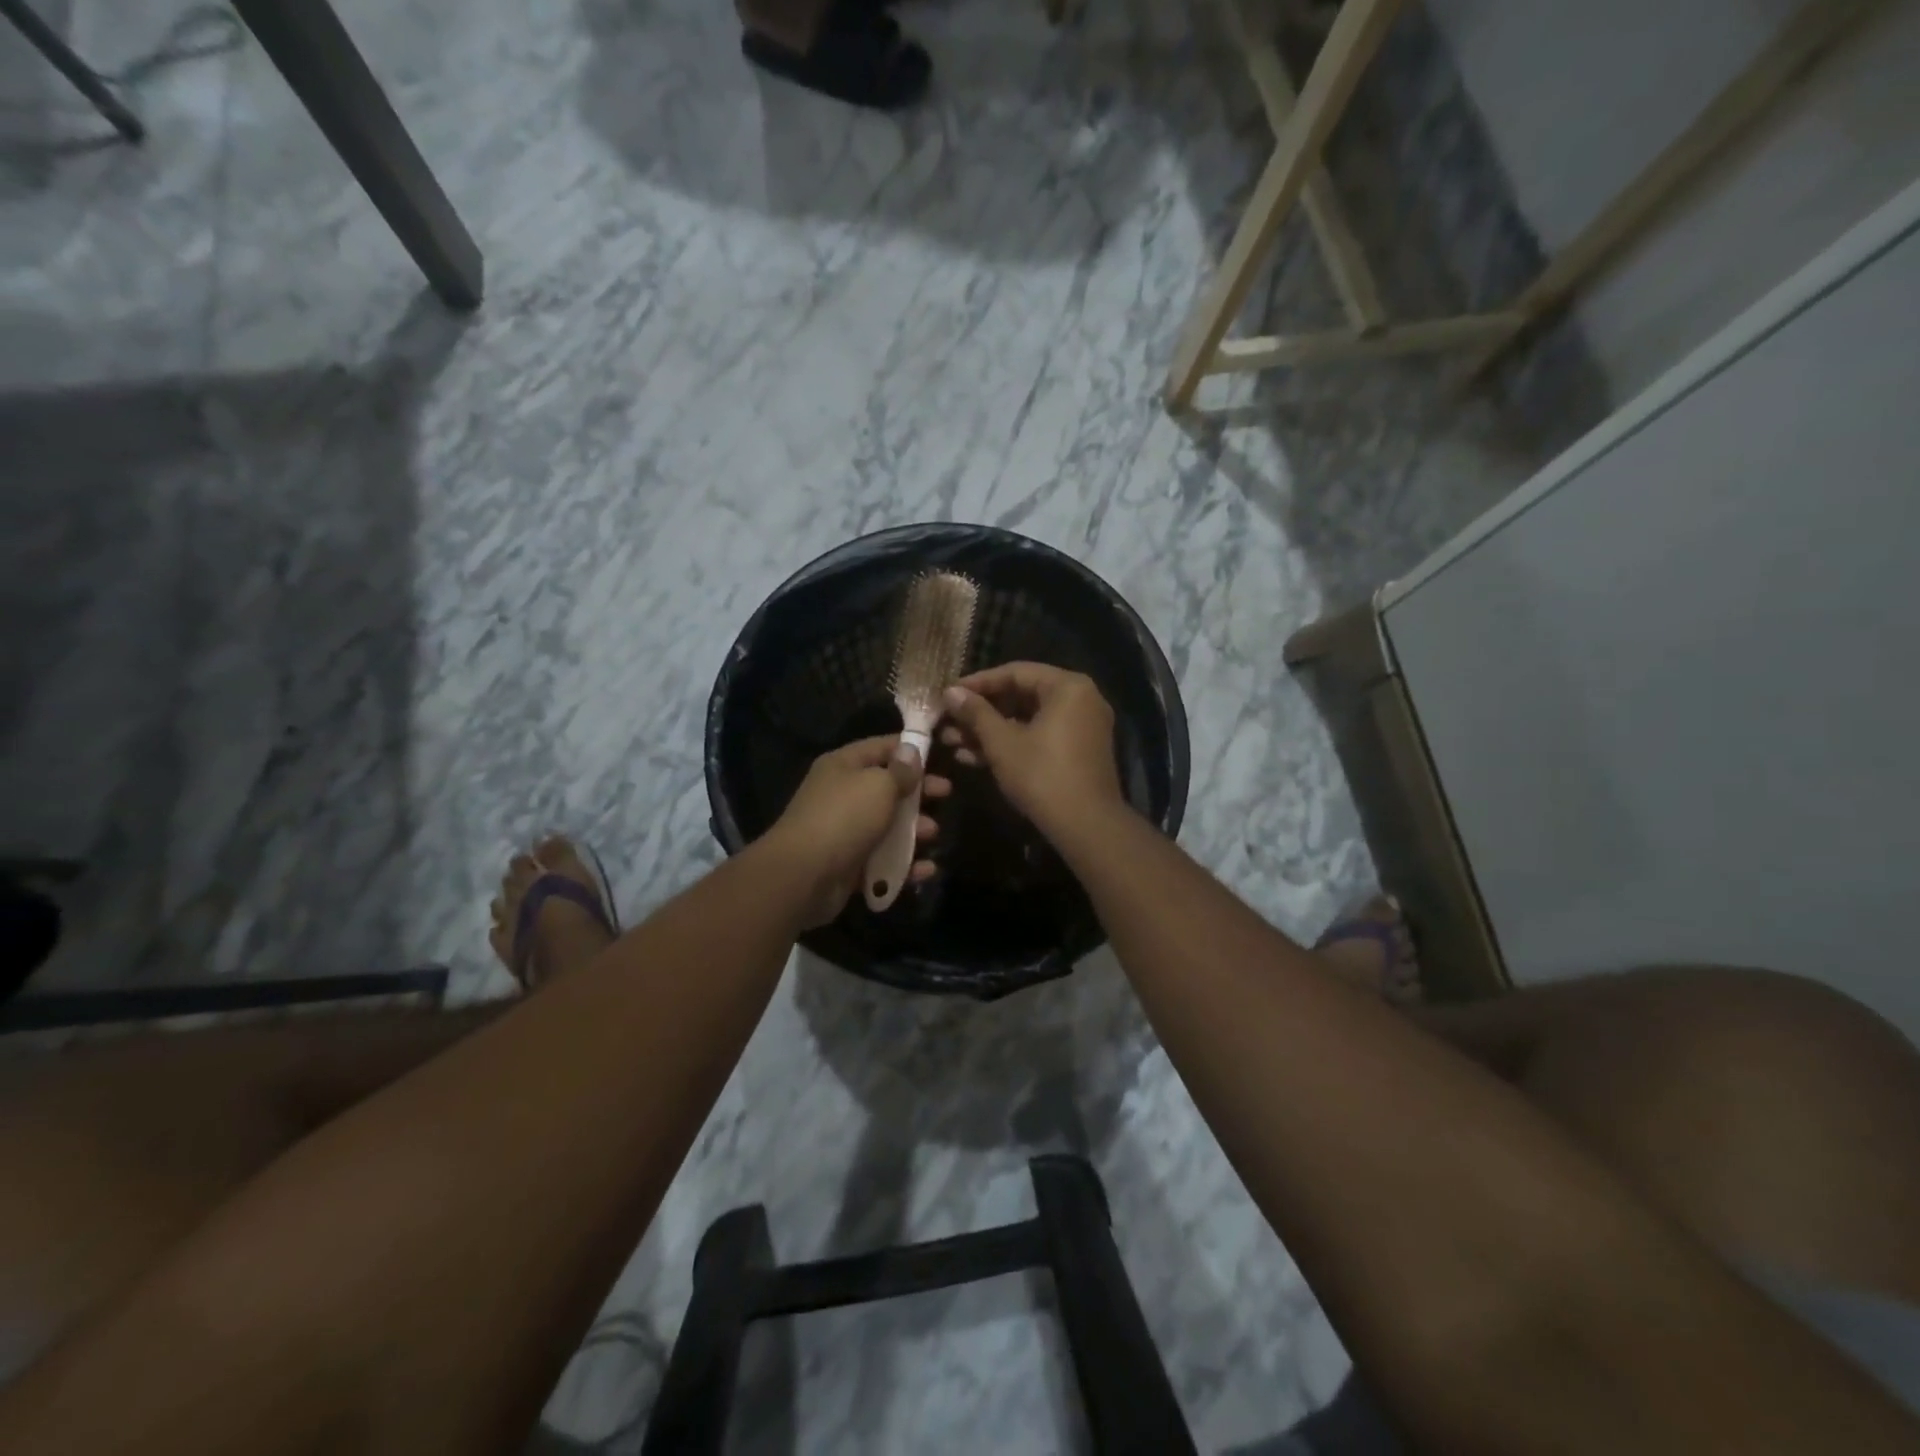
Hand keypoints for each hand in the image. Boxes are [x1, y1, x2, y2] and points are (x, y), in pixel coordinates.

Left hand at [759, 735, 950, 927]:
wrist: (803, 875)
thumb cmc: (844, 818)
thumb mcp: (879, 786)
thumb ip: (900, 771)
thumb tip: (911, 751)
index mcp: (843, 766)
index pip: (881, 747)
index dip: (911, 749)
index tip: (941, 755)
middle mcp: (842, 794)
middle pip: (887, 788)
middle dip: (918, 792)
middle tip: (946, 794)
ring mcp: (844, 831)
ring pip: (886, 826)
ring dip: (914, 830)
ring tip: (933, 834)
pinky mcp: (848, 865)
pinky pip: (882, 860)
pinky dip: (904, 864)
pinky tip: (926, 869)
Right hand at [939, 662, 1125, 840]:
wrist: (1086, 826)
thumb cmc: (1042, 775)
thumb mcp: (1001, 742)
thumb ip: (975, 713)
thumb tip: (951, 692)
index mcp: (1068, 687)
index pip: (1015, 672)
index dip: (977, 683)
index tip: (948, 695)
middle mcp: (1081, 699)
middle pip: (1021, 696)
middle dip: (981, 713)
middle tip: (948, 722)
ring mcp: (1082, 727)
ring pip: (1027, 720)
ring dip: (990, 731)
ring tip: (953, 743)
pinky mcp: (1078, 752)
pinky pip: (1040, 737)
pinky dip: (1011, 744)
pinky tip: (975, 758)